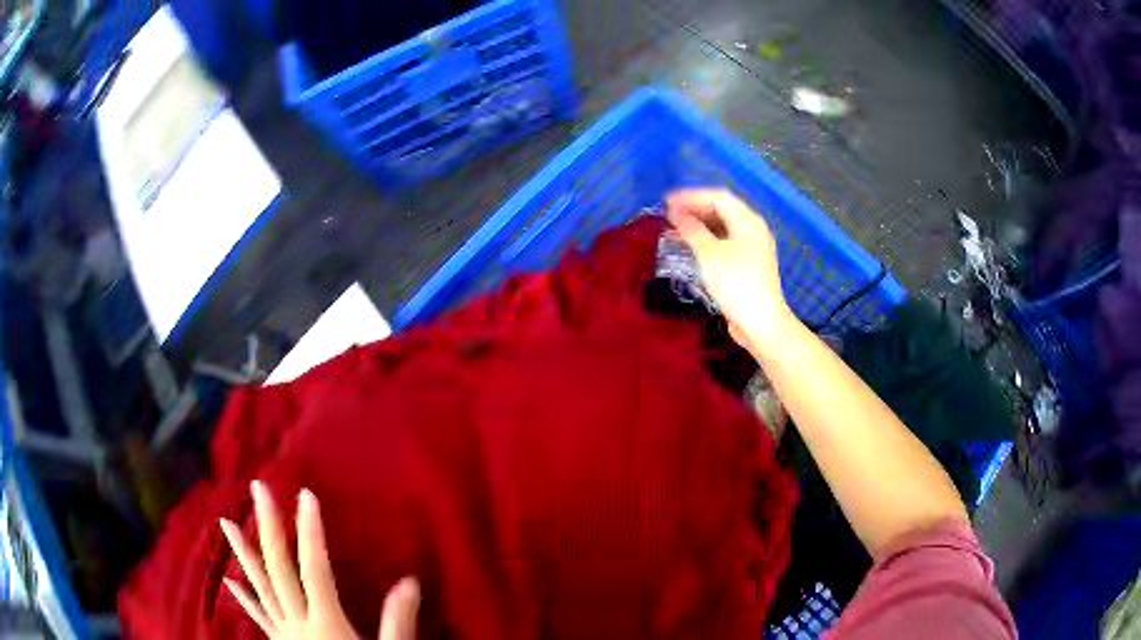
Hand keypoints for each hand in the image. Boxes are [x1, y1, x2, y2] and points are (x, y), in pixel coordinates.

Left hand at [220, 481, 419, 639]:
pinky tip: (231, 581)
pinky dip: (245, 597)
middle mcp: (297, 622)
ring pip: (260, 587)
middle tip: (258, 488)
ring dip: (243, 554)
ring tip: (226, 523)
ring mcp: (284, 633)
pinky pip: (259, 616)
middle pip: (278, 569)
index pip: (314, 569)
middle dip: (269, 527)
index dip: (310, 531)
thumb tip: (411, 581)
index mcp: (325, 623)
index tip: (307, 494)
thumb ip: (398, 622)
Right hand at [666, 189, 795, 354]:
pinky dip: (707, 241)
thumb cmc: (735, 283)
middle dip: (694, 210)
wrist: (760, 322)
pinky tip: (690, 248)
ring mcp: (752, 248)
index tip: (667, 202)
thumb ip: (691, 229)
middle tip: (668, 215)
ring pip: (722, 228)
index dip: (691, 197)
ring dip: (699, 226)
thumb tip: (676, 213)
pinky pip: (724, 243)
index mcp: (748, 221)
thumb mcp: (709, 254)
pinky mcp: (748, 265)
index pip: (718, 197)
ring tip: (674, 230)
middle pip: (722, 211)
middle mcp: (753, 230)